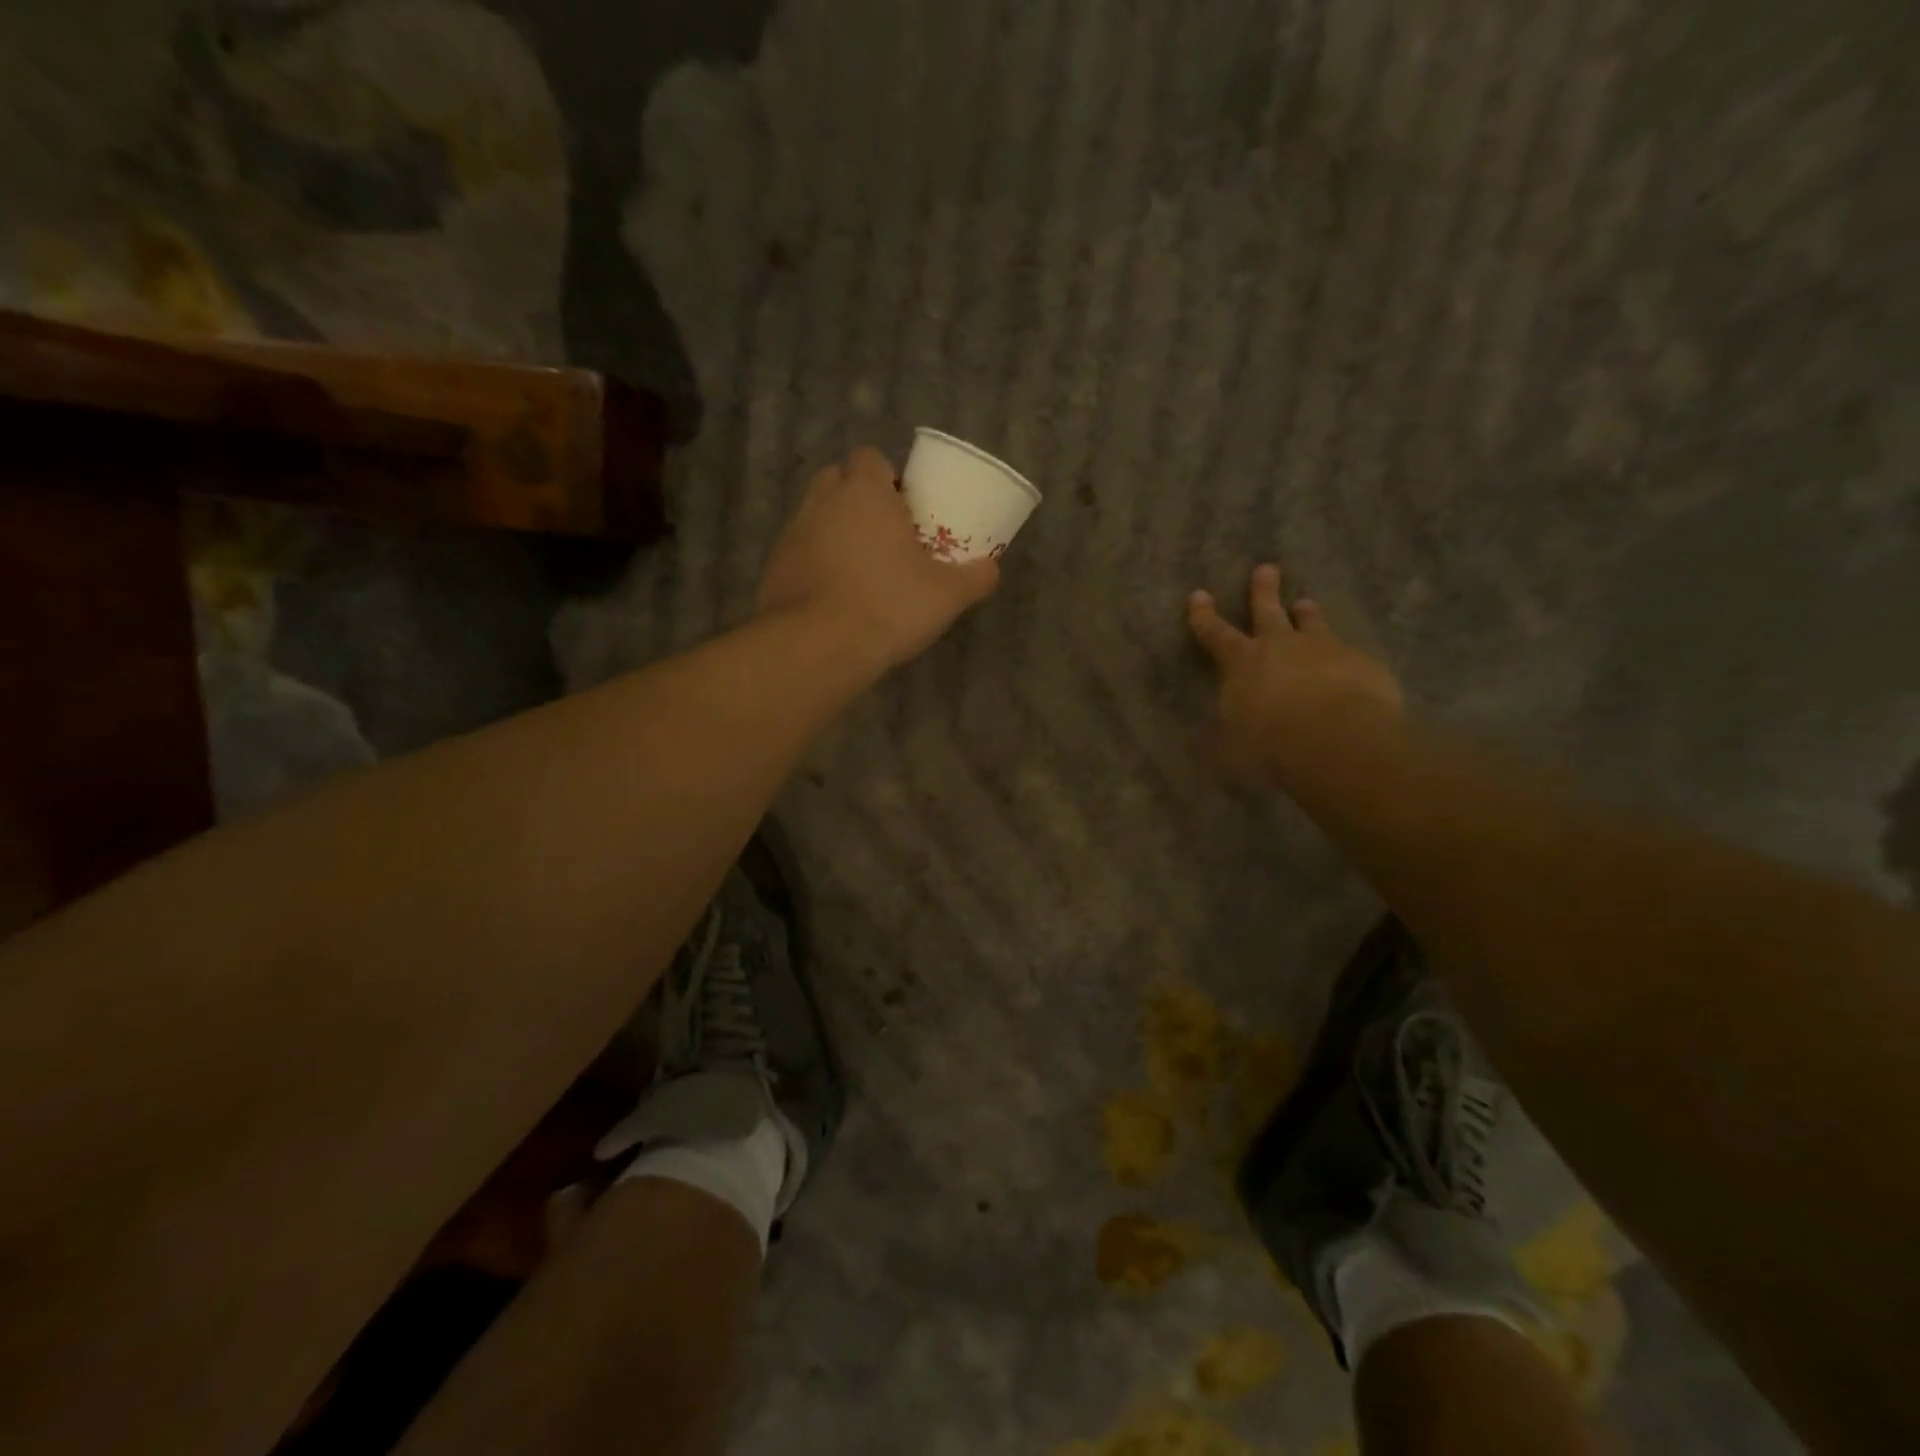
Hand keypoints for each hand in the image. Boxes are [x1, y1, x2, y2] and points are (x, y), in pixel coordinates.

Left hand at [757, 447, 999, 669]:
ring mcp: (791, 534)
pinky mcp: (774, 568)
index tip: (904, 507)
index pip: (870, 458)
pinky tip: (835, 597)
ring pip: (816, 517)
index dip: (887, 477)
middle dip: (858, 499)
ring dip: (836, 532)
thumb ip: (975, 577)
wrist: (818, 647)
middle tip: (885, 535)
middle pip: (838, 481)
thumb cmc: (888, 606)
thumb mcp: (947, 595)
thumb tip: (992, 568)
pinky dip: (816, 565)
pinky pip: (800, 553)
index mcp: (863, 492)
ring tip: (861, 570)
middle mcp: (821, 502)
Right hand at [1187, 564, 1402, 785]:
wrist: (1338, 740)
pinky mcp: (1361, 663)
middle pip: (1268, 611)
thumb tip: (1203, 740)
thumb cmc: (1270, 744)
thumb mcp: (1231, 748)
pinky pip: (1349, 653)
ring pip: (1312, 623)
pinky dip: (1343, 656)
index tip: (1199, 594)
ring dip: (1307, 614)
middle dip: (1263, 590)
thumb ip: (1220, 738)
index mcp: (1242, 663)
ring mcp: (1324, 649)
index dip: (1204, 616)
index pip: (1215, 634)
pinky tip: (1349, 665)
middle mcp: (1281, 646)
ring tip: (1307, 603)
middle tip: (1266, 568)